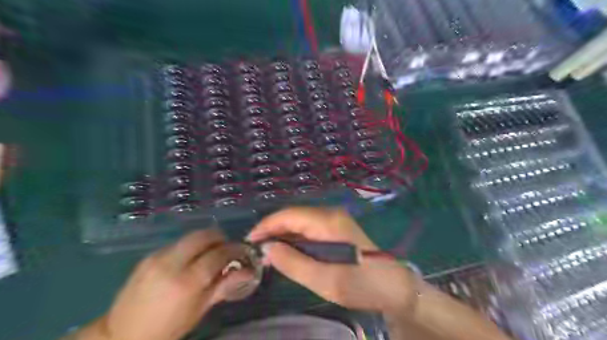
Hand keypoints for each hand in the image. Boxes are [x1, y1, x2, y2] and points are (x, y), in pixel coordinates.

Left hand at [83, 228, 255, 339]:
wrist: (122, 335)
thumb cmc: (168, 328)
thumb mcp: (199, 310)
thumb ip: (224, 285)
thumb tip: (247, 271)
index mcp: (187, 282)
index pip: (218, 254)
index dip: (234, 250)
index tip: (242, 251)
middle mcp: (172, 263)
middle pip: (204, 236)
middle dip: (219, 238)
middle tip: (226, 248)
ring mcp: (157, 257)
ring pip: (190, 237)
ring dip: (205, 241)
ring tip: (209, 254)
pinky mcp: (149, 256)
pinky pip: (177, 243)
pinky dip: (190, 247)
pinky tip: (190, 260)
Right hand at [246, 206, 417, 317]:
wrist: (394, 286)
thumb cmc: (362, 284)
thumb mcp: (326, 281)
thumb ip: (294, 263)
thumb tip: (268, 248)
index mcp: (328, 222)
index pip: (289, 215)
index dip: (266, 226)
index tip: (250, 241)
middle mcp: (330, 214)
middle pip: (293, 216)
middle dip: (272, 231)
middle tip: (256, 251)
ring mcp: (335, 219)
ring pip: (300, 221)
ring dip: (283, 235)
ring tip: (268, 254)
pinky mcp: (337, 228)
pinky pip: (309, 228)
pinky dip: (295, 238)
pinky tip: (288, 252)